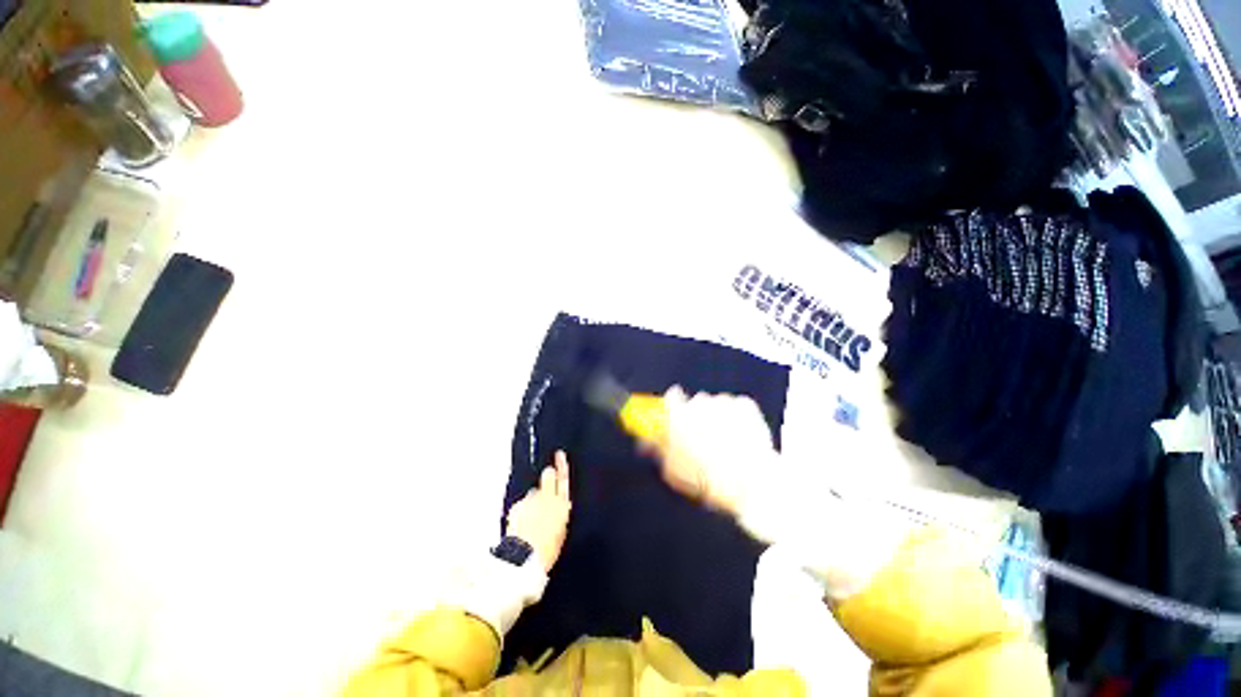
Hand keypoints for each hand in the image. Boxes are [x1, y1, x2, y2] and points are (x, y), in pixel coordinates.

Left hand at [505, 451, 571, 573]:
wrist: (524, 557)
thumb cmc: (547, 549)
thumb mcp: (561, 531)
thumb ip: (559, 514)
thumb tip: (558, 506)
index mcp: (562, 504)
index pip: (563, 479)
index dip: (562, 465)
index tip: (559, 454)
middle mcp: (547, 497)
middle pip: (548, 476)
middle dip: (548, 476)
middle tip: (547, 480)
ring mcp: (531, 500)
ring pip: (533, 493)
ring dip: (533, 500)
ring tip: (531, 519)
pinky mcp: (517, 506)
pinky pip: (522, 505)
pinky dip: (522, 511)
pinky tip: (521, 525)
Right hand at [652, 387, 777, 516]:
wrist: (753, 484)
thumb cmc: (709, 481)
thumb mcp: (674, 471)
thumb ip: (658, 449)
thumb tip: (647, 440)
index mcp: (679, 417)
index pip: (670, 398)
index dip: (672, 406)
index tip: (676, 415)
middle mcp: (699, 403)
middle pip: (694, 402)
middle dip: (697, 416)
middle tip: (704, 438)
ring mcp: (723, 402)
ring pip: (715, 404)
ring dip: (716, 417)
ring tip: (726, 441)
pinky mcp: (744, 404)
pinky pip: (734, 406)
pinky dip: (736, 417)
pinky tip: (740, 437)